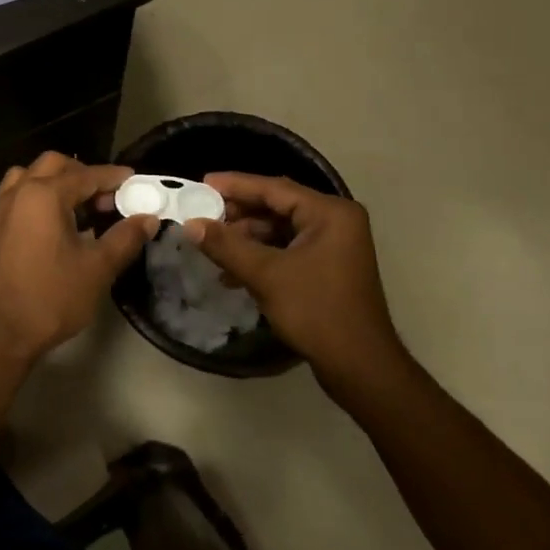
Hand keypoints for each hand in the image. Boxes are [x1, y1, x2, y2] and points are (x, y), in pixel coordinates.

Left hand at [0, 153, 156, 362]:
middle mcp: (16, 194)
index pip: (85, 175)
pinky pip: (11, 200)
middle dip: (81, 173)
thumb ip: (125, 238)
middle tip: (103, 197)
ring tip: (73, 208)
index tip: (132, 180)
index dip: (112, 177)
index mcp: (44, 195)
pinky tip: (46, 229)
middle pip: (51, 165)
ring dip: (52, 183)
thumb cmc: (51, 298)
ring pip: (25, 178)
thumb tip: (148, 219)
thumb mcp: (97, 269)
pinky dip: (32, 201)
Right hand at [187, 175, 408, 403]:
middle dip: (238, 214)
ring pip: (279, 229)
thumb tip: (190, 224)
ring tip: (212, 247)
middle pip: (277, 206)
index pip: (274, 188)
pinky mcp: (327, 267)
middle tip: (202, 215)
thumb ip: (226, 246)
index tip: (201, 183)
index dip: (235, 185)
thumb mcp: (266, 275)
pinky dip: (260, 256)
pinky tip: (231, 272)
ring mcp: (333, 245)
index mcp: (330, 213)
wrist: (359, 365)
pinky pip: (287, 249)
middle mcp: (335, 221)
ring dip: (245, 238)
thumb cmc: (316, 311)